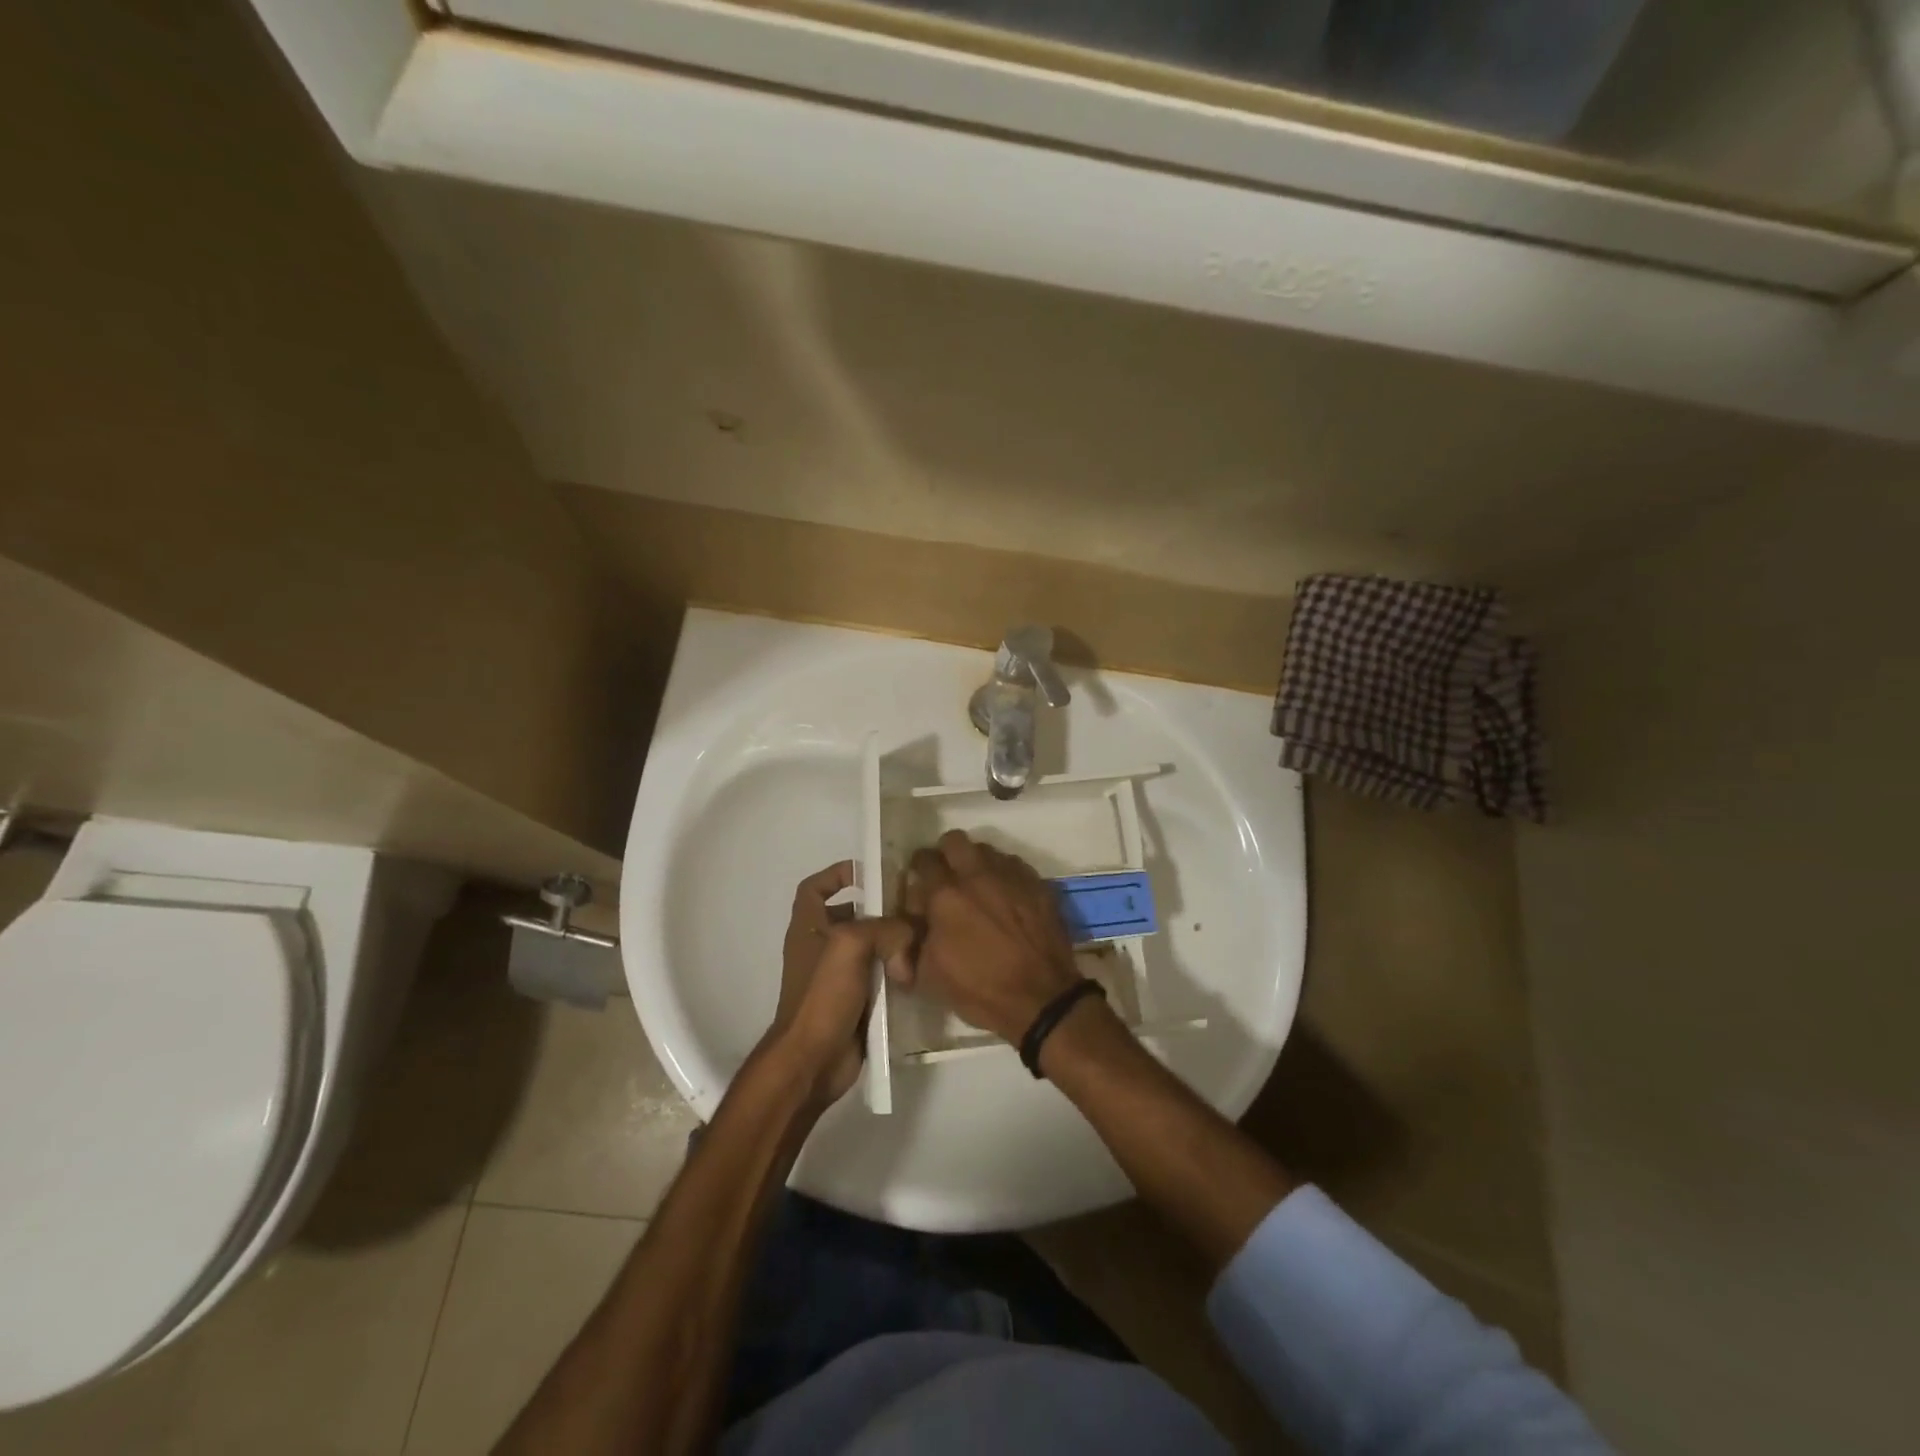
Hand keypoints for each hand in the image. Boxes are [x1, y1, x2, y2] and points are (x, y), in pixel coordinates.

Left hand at [767, 861, 913, 1109]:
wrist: (813, 1061)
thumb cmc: (822, 995)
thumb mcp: (851, 945)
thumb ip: (886, 929)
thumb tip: (909, 943)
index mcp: (808, 927)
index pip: (815, 887)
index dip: (837, 874)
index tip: (869, 872)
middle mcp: (821, 947)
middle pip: (853, 915)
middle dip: (881, 910)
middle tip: (914, 907)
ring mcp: (838, 976)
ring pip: (872, 947)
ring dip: (895, 944)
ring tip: (924, 941)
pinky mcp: (857, 1001)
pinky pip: (881, 976)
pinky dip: (898, 972)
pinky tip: (919, 973)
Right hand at [896, 831, 1083, 1044]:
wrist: (1042, 999)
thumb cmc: (980, 989)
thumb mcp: (929, 976)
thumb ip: (909, 942)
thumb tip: (902, 924)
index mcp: (945, 894)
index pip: (922, 860)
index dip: (918, 872)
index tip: (921, 889)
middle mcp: (977, 874)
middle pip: (954, 840)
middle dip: (946, 856)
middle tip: (948, 880)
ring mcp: (1011, 875)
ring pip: (986, 850)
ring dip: (976, 864)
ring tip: (979, 890)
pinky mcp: (1037, 883)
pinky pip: (1014, 865)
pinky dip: (1004, 876)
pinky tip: (1006, 899)